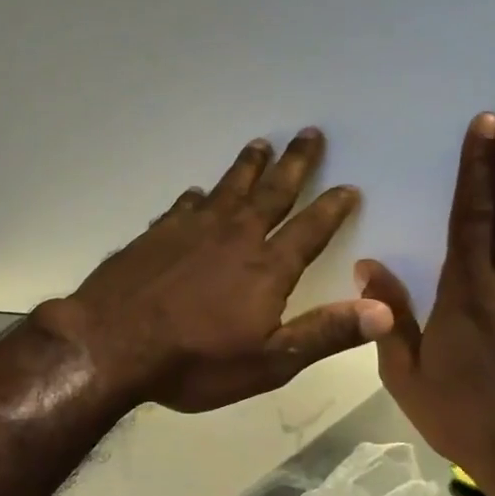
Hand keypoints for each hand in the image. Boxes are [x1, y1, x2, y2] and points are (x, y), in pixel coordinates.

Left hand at [37, 129, 393, 412]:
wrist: (111, 345)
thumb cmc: (194, 362)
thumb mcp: (268, 362)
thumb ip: (325, 333)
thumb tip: (383, 310)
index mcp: (266, 268)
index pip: (310, 229)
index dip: (332, 208)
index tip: (348, 186)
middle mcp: (233, 237)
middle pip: (272, 193)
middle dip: (294, 164)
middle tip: (309, 133)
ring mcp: (190, 231)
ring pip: (227, 189)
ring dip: (247, 167)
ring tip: (260, 144)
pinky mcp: (155, 235)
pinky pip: (184, 206)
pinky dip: (197, 197)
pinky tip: (197, 192)